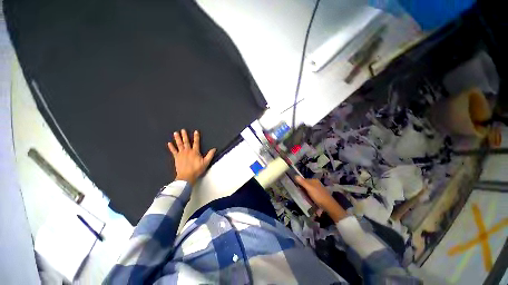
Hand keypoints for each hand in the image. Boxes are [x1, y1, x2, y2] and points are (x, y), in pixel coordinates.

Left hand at [168, 129, 215, 185]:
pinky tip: (169, 143)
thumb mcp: (206, 162)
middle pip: (186, 142)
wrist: (186, 176)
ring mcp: (181, 154)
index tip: (195, 131)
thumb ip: (210, 155)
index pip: (196, 142)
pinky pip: (173, 151)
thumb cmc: (197, 169)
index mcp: (195, 152)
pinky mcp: (176, 157)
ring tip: (175, 133)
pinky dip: (171, 147)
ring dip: (177, 138)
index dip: (196, 136)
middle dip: (184, 135)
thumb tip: (214, 149)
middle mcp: (188, 151)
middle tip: (182, 130)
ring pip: (179, 144)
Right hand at [295, 176, 346, 221]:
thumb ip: (302, 182)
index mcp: (314, 180)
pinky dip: (309, 196)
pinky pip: (312, 194)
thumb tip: (295, 175)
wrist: (329, 206)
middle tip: (301, 194)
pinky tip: (309, 199)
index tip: (297, 189)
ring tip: (305, 198)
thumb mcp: (309, 188)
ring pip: (308, 190)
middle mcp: (316, 183)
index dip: (300, 184)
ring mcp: (318, 189)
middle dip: (303, 189)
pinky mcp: (319, 195)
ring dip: (306, 193)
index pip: (304, 180)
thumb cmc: (318, 196)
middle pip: (306, 185)